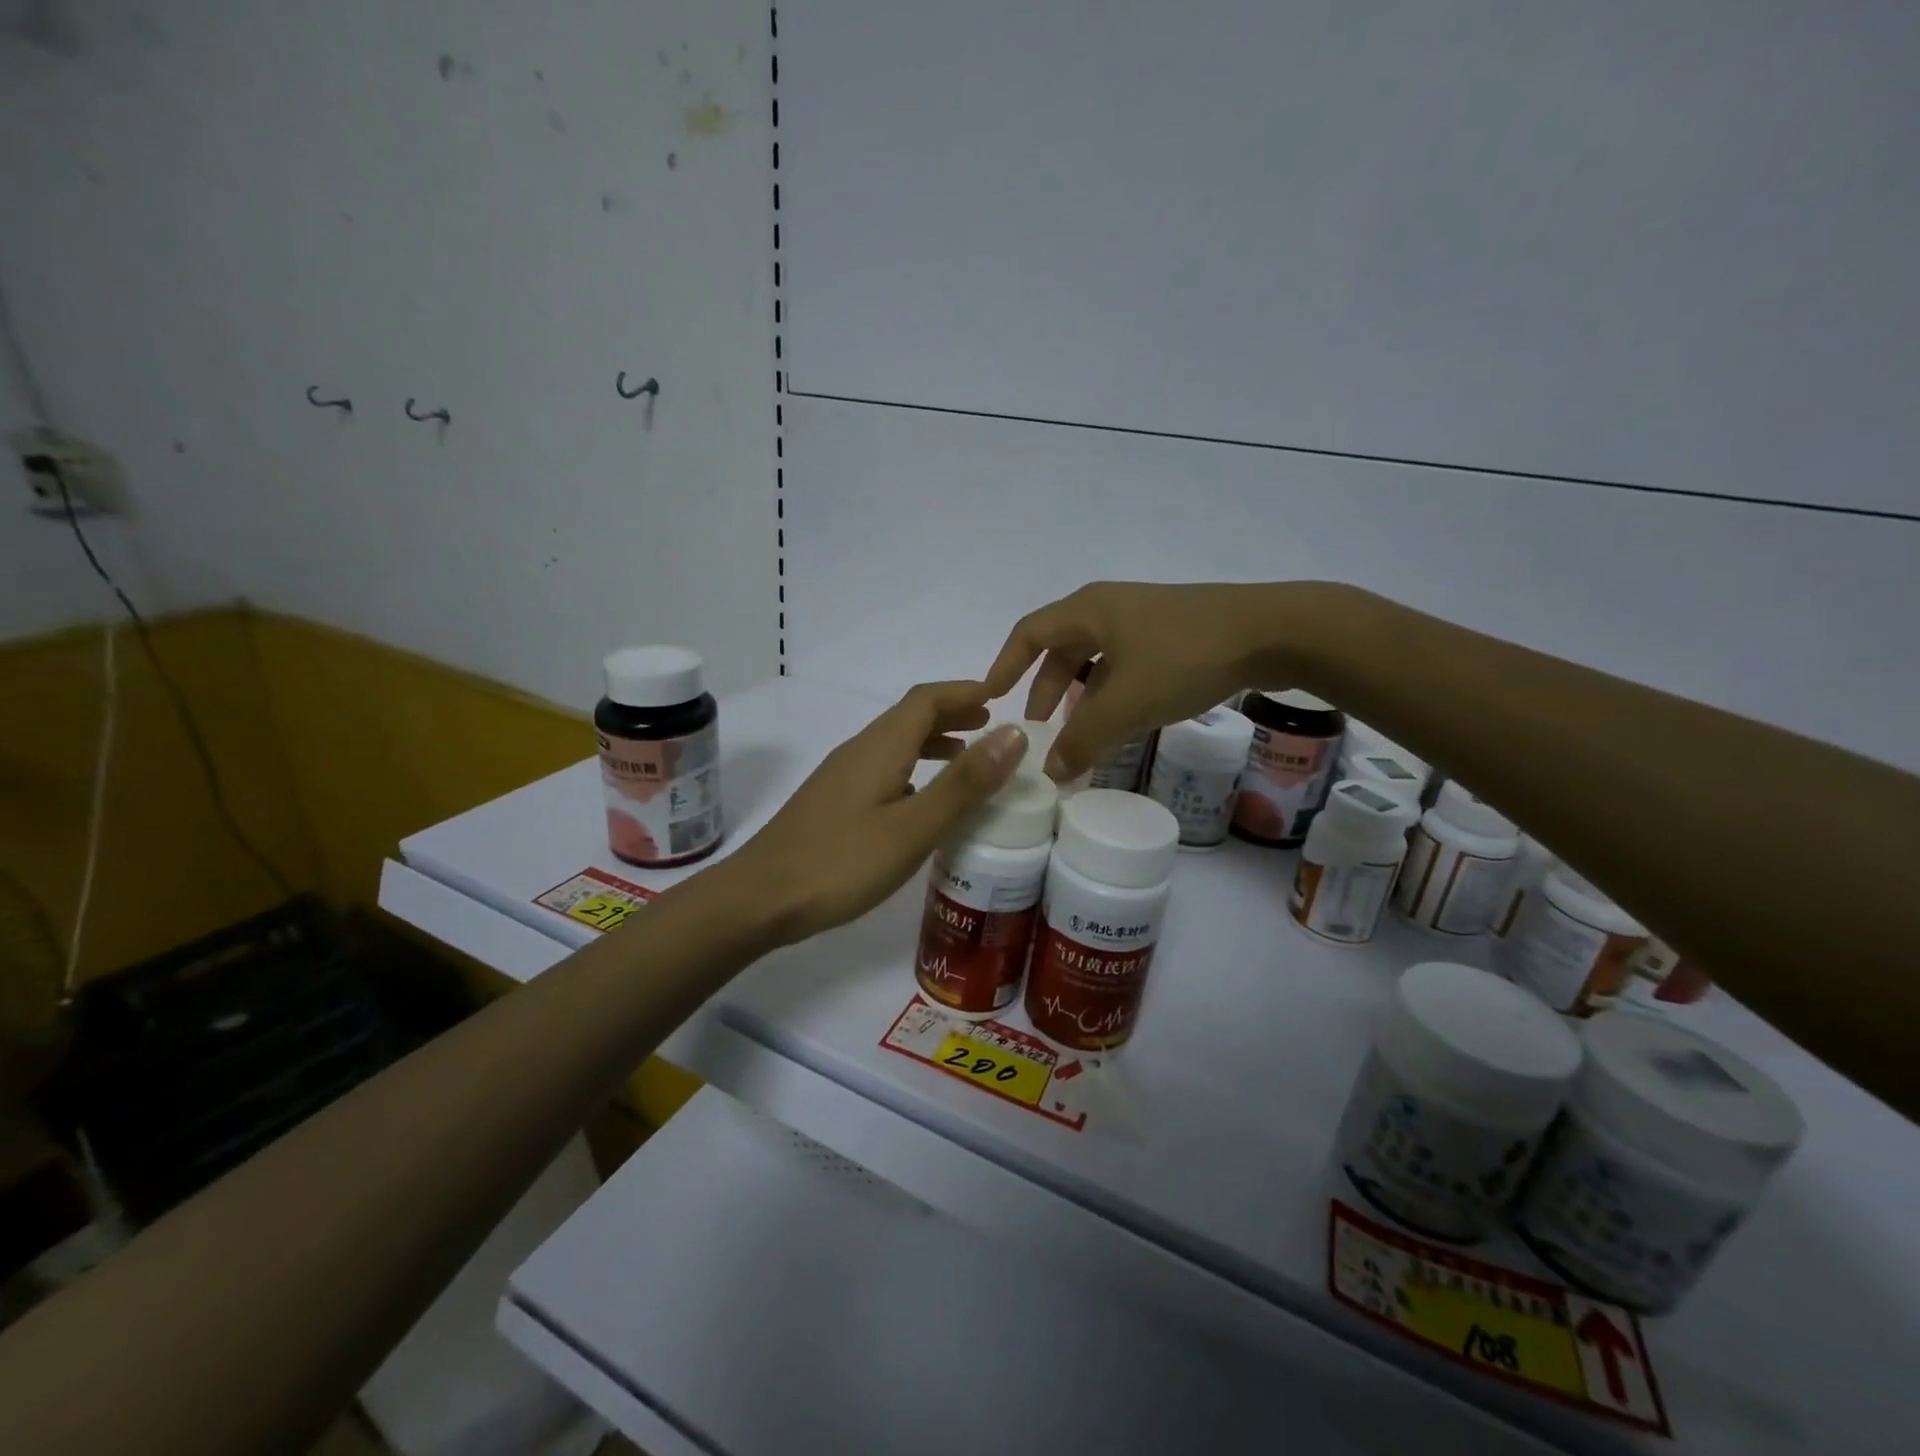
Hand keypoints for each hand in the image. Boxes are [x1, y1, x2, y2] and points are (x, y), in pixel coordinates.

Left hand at [736, 682, 1027, 944]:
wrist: (760, 898)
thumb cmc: (841, 862)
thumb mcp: (914, 826)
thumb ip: (964, 783)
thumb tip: (1013, 734)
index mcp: (880, 746)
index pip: (927, 699)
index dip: (965, 691)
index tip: (1002, 697)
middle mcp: (859, 750)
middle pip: (910, 716)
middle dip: (953, 713)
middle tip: (992, 727)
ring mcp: (842, 776)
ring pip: (896, 743)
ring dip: (934, 741)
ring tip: (968, 758)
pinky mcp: (833, 801)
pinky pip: (883, 768)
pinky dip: (914, 768)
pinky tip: (923, 800)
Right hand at [983, 580, 1348, 778]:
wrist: (1274, 632)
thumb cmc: (1185, 658)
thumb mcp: (1125, 704)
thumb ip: (1082, 740)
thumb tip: (1050, 772)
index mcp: (1087, 610)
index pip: (1027, 634)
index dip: (1005, 666)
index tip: (990, 699)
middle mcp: (1109, 607)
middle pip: (1061, 648)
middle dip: (1045, 690)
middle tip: (1039, 730)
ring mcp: (1144, 618)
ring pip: (1096, 659)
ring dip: (1080, 696)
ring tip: (1079, 733)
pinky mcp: (1173, 633)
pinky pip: (1125, 663)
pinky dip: (1112, 692)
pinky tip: (1123, 720)